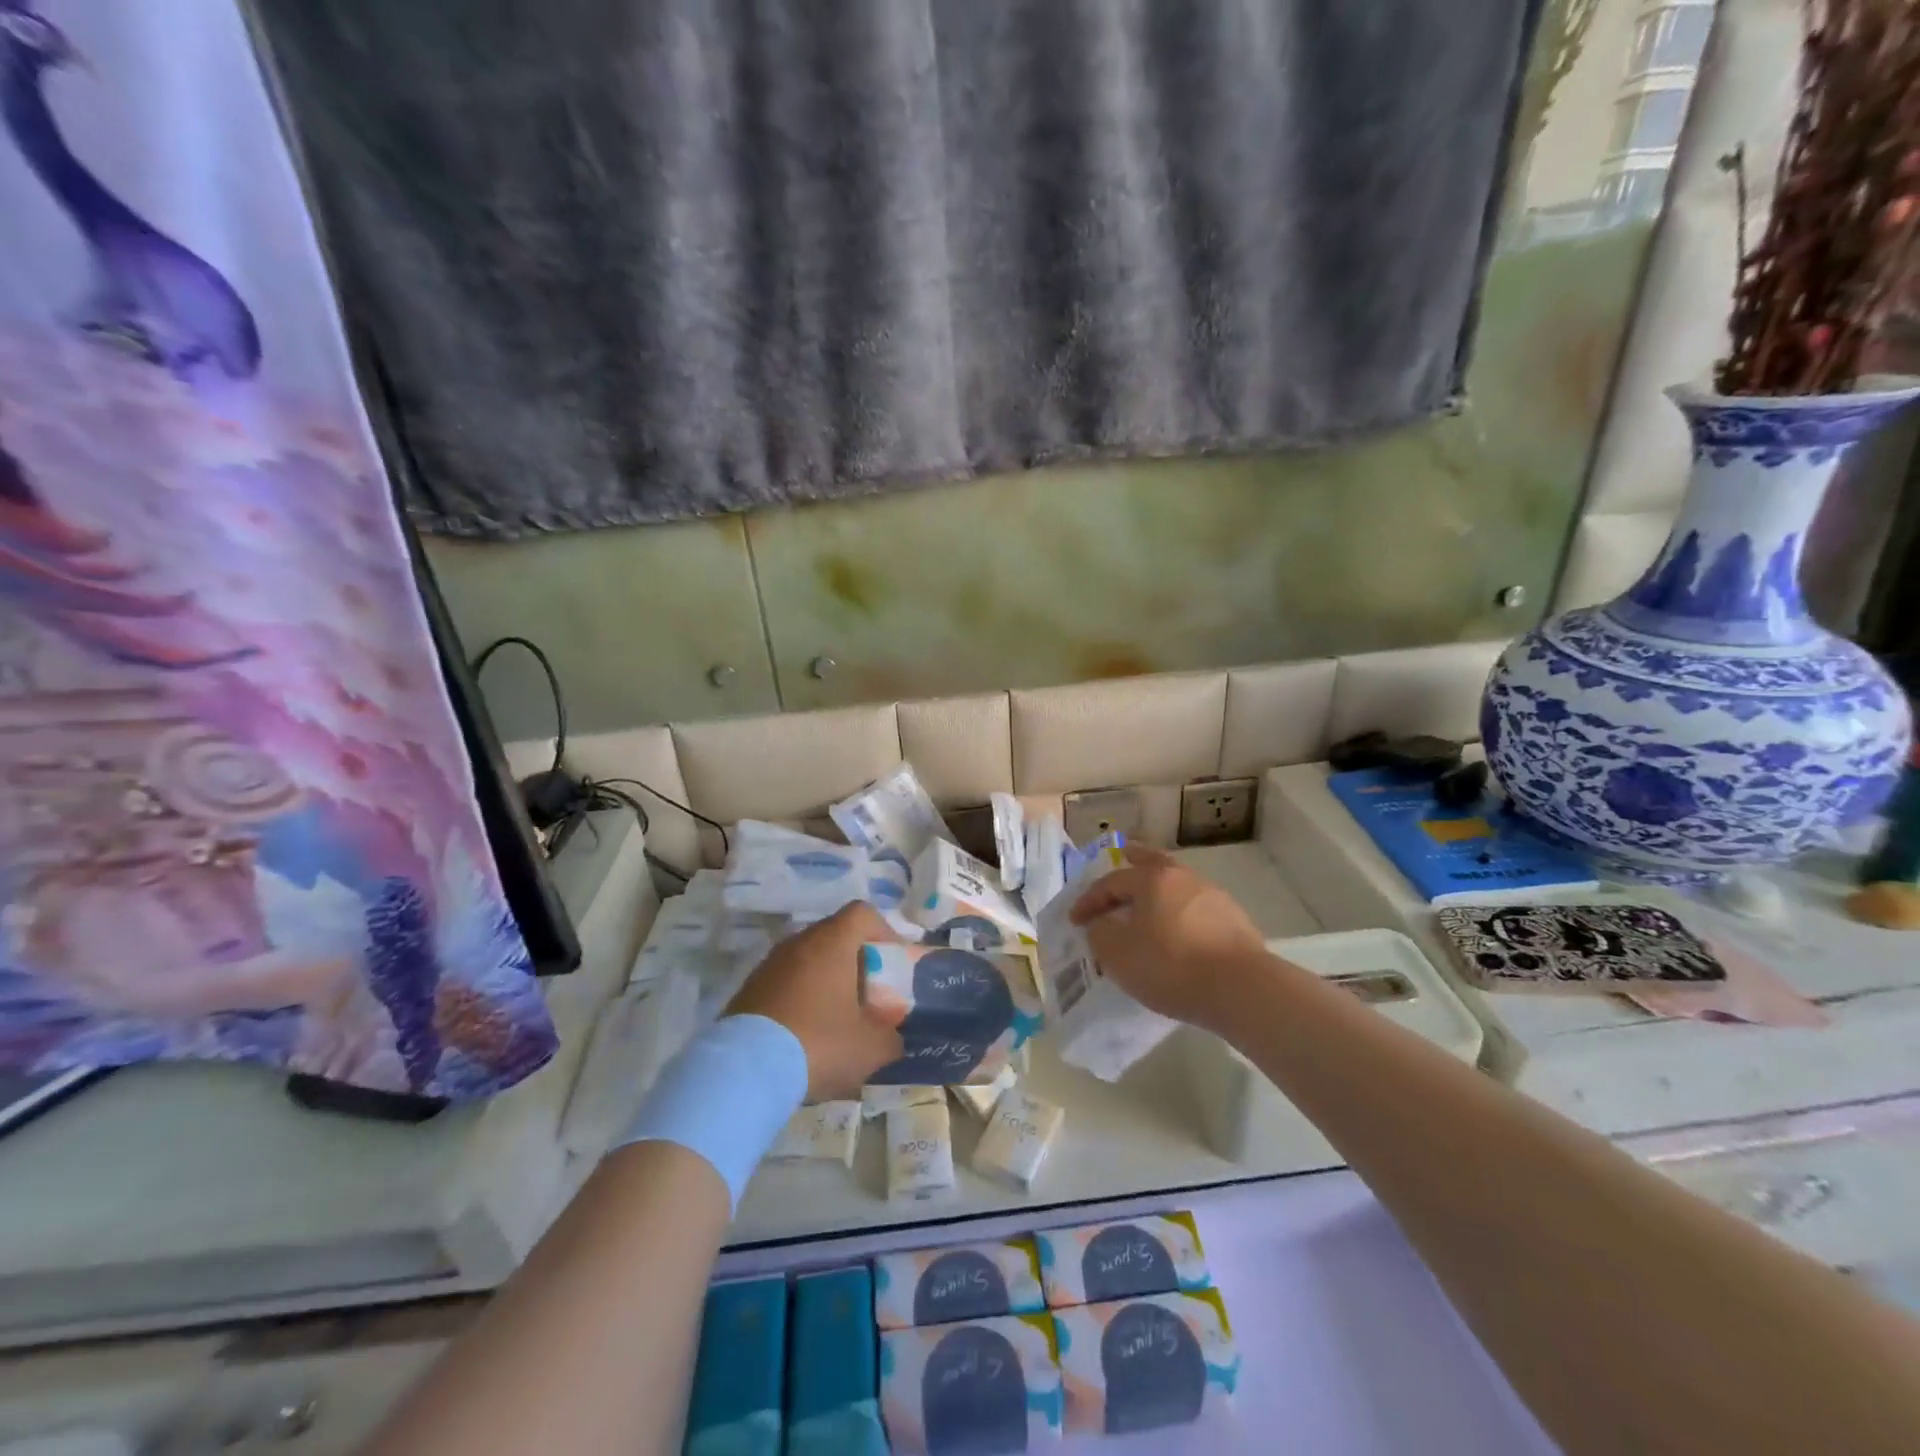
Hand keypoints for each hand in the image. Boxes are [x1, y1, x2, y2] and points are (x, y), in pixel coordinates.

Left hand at [725, 902, 904, 1101]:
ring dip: (826, 982)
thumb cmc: (819, 1043)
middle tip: (867, 997)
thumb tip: (892, 1038)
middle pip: (835, 937)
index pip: (863, 913)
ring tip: (836, 1020)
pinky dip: (800, 999)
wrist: (745, 1071)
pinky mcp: (748, 990)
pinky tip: (804, 1035)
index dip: (883, 932)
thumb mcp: (871, 1047)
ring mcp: (769, 965)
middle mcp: (799, 942)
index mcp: (832, 942)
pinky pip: (784, 983)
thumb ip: (891, 1037)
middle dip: (855, 962)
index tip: (891, 963)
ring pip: (808, 961)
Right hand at [1069, 845, 1267, 1030]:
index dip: (1089, 901)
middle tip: (1124, 854)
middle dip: (1135, 859)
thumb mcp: (1119, 955)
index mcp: (1152, 879)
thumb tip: (1102, 923)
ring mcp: (1213, 898)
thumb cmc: (1171, 966)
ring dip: (1158, 893)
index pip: (1111, 882)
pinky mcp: (1234, 921)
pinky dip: (1178, 913)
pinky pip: (1195, 909)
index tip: (1075, 921)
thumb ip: (1100, 933)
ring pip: (1176, 886)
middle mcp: (1184, 878)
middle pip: (1153, 863)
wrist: (1242, 990)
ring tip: (1147, 905)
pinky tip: (1177, 931)